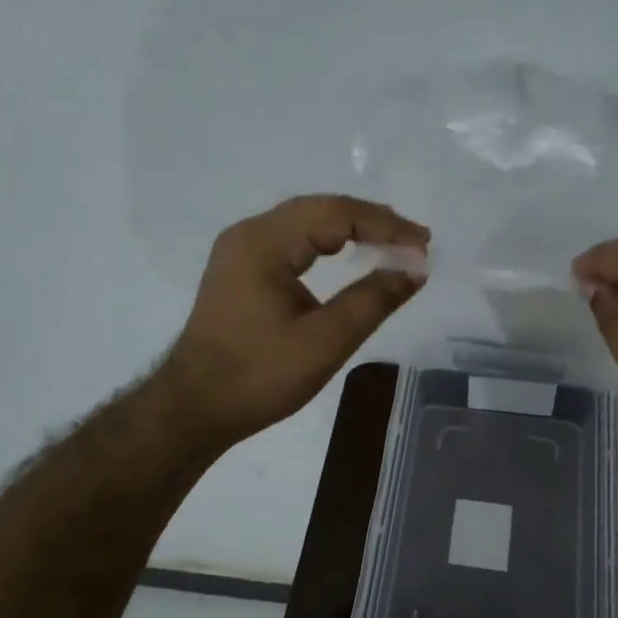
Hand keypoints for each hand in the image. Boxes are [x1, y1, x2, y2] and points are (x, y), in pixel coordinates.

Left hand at [157, 195, 429, 452]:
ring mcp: (240, 250)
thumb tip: (415, 270)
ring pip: (305, 222)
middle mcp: (249, 234)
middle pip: (320, 209)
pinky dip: (327, 242)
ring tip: (392, 243)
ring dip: (350, 229)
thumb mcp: (325, 341)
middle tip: (414, 240)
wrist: (193, 407)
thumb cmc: (259, 376)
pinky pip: (292, 240)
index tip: (423, 245)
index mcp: (264, 243)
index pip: (336, 215)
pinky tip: (349, 253)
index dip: (385, 226)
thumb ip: (373, 300)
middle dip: (371, 221)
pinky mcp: (240, 269)